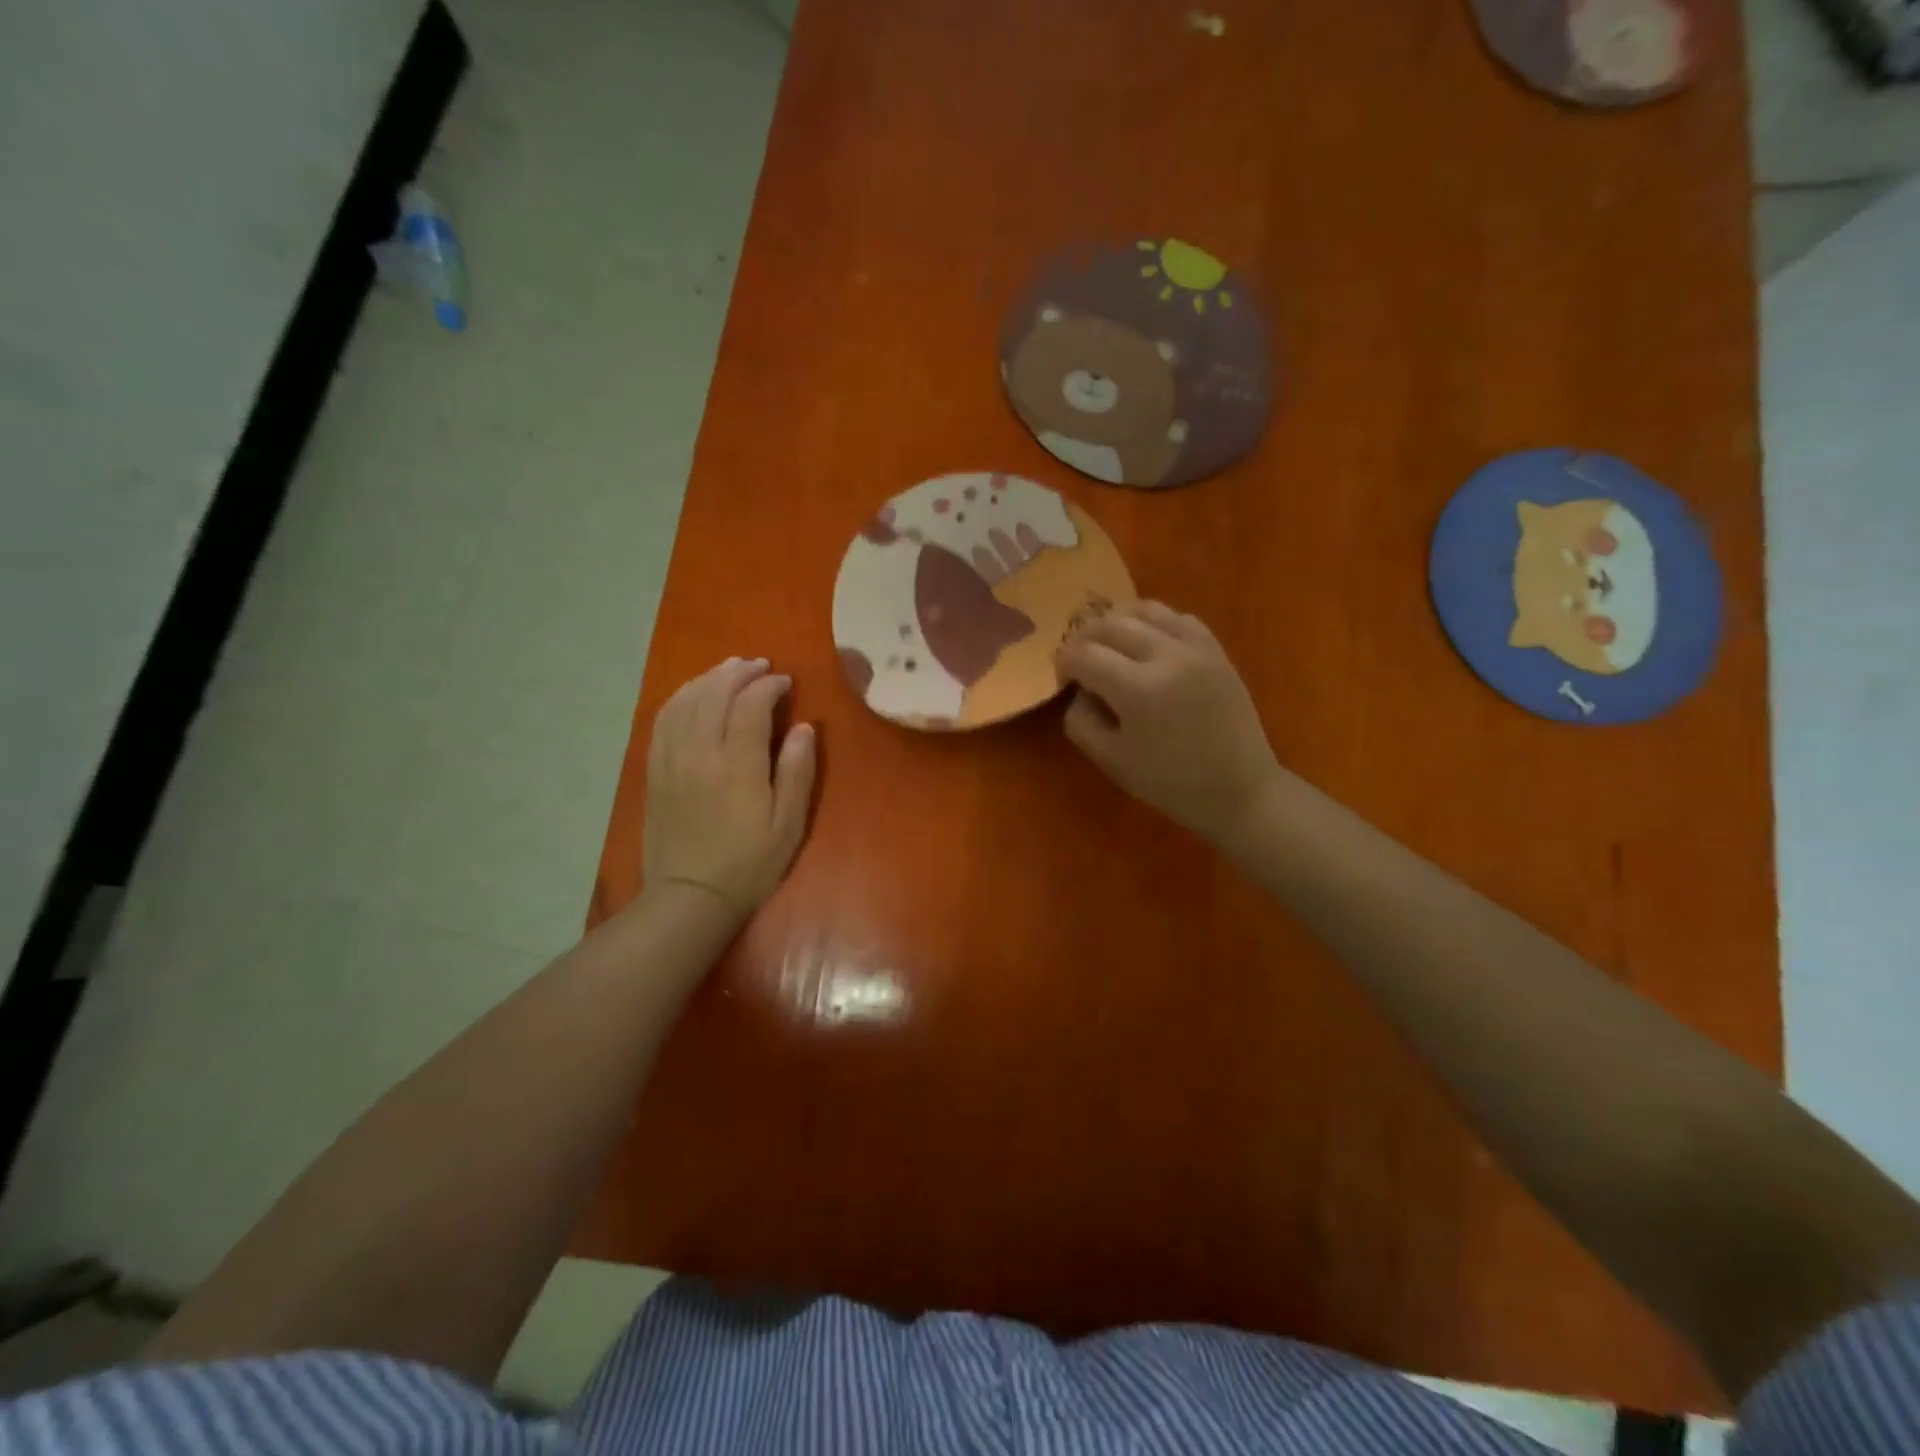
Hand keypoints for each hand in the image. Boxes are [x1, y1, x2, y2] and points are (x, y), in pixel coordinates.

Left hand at [642, 657, 815, 923]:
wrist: (690, 896)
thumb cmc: (749, 864)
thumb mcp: (788, 825)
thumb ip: (797, 772)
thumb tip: (803, 727)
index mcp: (738, 764)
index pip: (751, 704)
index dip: (769, 685)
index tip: (786, 682)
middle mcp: (701, 751)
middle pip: (716, 693)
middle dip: (739, 672)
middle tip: (761, 666)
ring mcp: (672, 758)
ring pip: (686, 700)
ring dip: (710, 678)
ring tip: (730, 669)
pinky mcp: (655, 769)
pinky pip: (663, 719)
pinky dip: (680, 697)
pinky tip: (693, 693)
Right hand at [1057, 602, 1283, 854]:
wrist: (1240, 789)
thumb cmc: (1171, 783)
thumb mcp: (1111, 761)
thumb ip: (1081, 721)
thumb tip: (1078, 690)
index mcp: (1138, 690)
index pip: (1084, 655)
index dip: (1064, 663)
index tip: (1063, 679)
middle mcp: (1166, 656)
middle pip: (1109, 624)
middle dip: (1084, 638)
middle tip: (1079, 661)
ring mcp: (1195, 648)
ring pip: (1143, 610)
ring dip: (1116, 622)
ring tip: (1108, 644)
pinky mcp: (1215, 649)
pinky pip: (1177, 617)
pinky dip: (1153, 621)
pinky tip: (1145, 641)